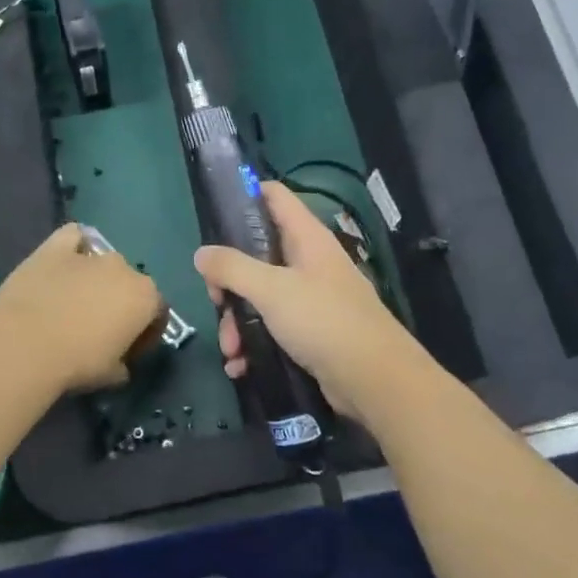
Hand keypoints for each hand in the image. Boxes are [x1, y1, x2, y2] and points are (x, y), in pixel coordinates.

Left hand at [0, 223, 164, 391]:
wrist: (25, 344)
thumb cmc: (77, 363)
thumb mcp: (111, 376)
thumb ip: (123, 366)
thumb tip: (121, 365)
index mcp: (146, 297)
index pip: (157, 312)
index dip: (145, 333)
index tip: (129, 351)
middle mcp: (124, 268)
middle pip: (130, 284)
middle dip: (120, 302)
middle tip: (100, 328)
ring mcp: (90, 254)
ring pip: (103, 261)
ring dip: (97, 278)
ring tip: (76, 301)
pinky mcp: (56, 247)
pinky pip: (73, 237)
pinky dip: (74, 246)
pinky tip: (65, 261)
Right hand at [194, 181, 428, 421]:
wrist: (375, 381)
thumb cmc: (324, 320)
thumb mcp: (271, 289)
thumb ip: (232, 268)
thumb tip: (201, 253)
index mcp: (306, 238)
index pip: (274, 196)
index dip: (244, 196)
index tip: (214, 217)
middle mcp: (310, 262)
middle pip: (258, 254)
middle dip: (230, 281)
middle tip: (216, 301)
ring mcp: (312, 298)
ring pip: (262, 296)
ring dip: (238, 321)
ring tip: (230, 351)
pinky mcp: (312, 332)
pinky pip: (273, 328)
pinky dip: (254, 344)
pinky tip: (240, 366)